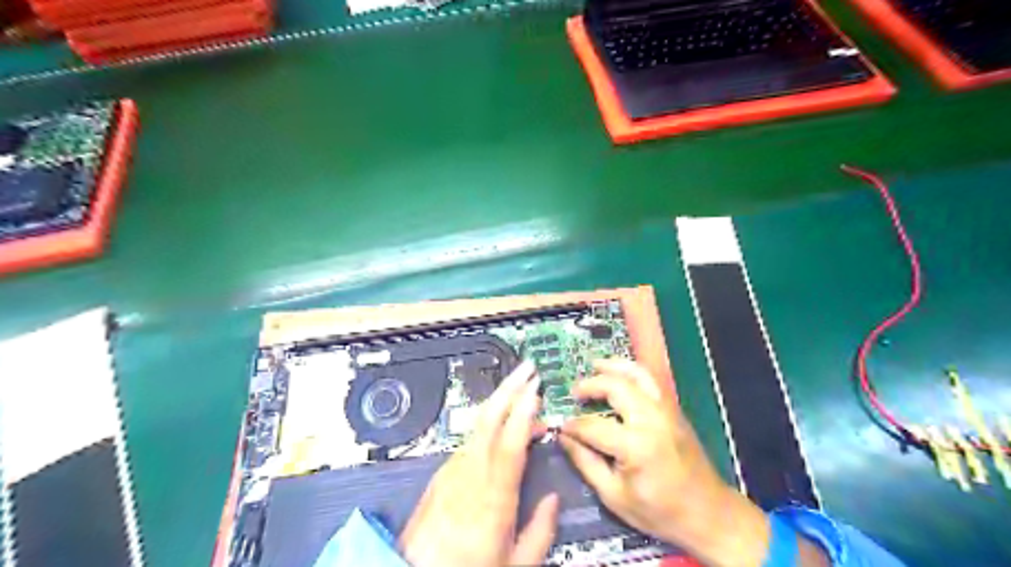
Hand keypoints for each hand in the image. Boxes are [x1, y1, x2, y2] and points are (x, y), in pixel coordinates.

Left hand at [399, 360, 559, 565]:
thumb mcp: (514, 565)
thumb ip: (540, 531)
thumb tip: (553, 502)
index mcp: (492, 500)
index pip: (510, 444)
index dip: (523, 413)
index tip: (535, 390)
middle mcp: (469, 476)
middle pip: (488, 419)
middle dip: (509, 388)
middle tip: (528, 370)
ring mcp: (451, 471)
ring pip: (477, 424)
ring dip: (500, 402)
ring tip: (521, 391)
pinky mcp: (441, 474)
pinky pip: (468, 438)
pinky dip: (487, 422)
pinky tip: (499, 421)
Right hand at [560, 360, 767, 566]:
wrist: (708, 513)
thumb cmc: (659, 511)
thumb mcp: (614, 496)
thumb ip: (586, 462)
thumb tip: (563, 437)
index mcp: (636, 446)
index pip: (594, 425)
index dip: (573, 425)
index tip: (561, 427)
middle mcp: (652, 420)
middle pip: (616, 387)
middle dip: (591, 385)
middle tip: (574, 392)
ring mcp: (666, 411)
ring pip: (638, 374)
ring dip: (614, 367)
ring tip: (594, 365)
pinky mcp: (674, 409)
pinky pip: (651, 380)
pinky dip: (631, 372)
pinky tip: (619, 375)